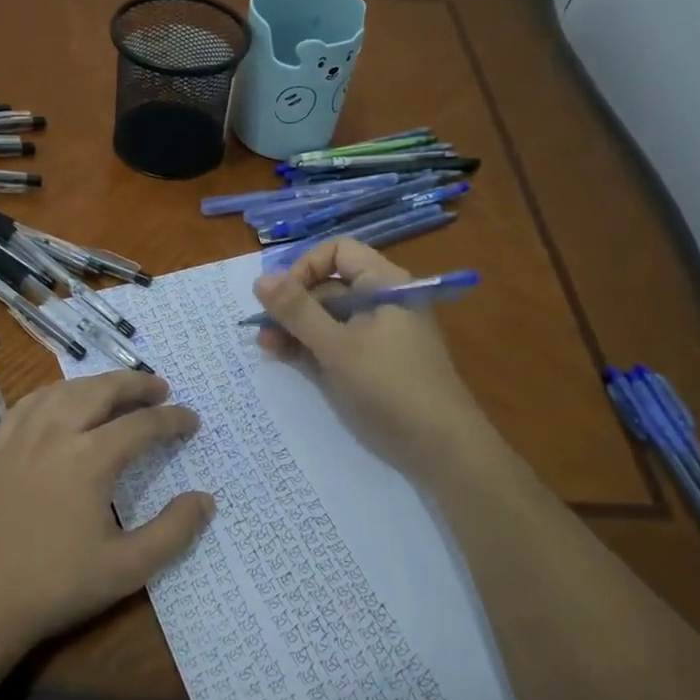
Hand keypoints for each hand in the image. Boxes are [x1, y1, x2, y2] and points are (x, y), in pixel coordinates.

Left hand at [0, 371, 213, 659]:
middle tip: (160, 388)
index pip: (142, 424)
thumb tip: (205, 500)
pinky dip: (56, 393)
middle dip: (136, 384)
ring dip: (97, 383)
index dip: (172, 419)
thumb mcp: (126, 569)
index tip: (192, 420)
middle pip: (102, 390)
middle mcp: (55, 433)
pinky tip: (61, 403)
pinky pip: (30, 403)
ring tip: (117, 390)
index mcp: (90, 458)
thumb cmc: (54, 587)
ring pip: (64, 390)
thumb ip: (172, 532)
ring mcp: (20, 437)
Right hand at [254, 238, 488, 479]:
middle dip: (293, 304)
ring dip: (296, 328)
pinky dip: (311, 346)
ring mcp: (378, 332)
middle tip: (263, 331)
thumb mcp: (336, 346)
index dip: (304, 268)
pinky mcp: (373, 361)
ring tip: (267, 348)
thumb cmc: (389, 386)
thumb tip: (260, 278)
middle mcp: (382, 301)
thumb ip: (297, 311)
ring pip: (328, 316)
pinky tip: (286, 358)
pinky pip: (336, 341)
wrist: (440, 447)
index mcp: (384, 283)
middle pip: (329, 285)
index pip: (337, 252)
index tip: (280, 298)